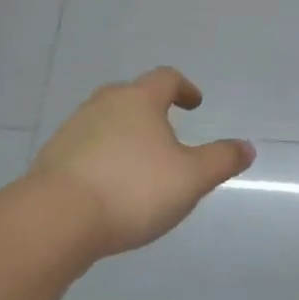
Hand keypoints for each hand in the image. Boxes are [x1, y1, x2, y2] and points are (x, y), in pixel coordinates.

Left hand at [31, 67, 253, 259]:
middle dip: (149, 108)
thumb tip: (247, 147)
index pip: (165, 79)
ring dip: (123, 134)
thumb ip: (222, 160)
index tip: (194, 104)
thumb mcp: (192, 178)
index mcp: (138, 101)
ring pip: (104, 122)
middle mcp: (102, 106)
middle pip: (129, 95)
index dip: (184, 88)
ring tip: (139, 162)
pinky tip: (109, 186)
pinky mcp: (51, 161)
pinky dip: (101, 158)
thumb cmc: (133, 189)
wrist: (55, 221)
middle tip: (165, 128)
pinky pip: (84, 150)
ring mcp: (71, 132)